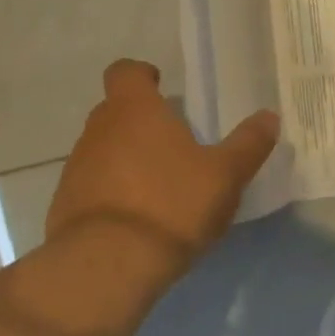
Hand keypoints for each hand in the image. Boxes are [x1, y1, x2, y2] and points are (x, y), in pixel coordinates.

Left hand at [46, 59, 279, 261]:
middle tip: (174, 144)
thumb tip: (269, 116)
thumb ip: (248, 144)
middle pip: (115, 111)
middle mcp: (98, 130)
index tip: (161, 88)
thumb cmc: (172, 205)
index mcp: (134, 110)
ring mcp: (77, 167)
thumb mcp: (224, 176)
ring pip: (103, 149)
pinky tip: (137, 219)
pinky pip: (93, 186)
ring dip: (126, 159)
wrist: (109, 264)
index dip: (142, 75)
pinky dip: (112, 193)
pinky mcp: (65, 204)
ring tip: (159, 187)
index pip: (125, 71)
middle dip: (141, 121)